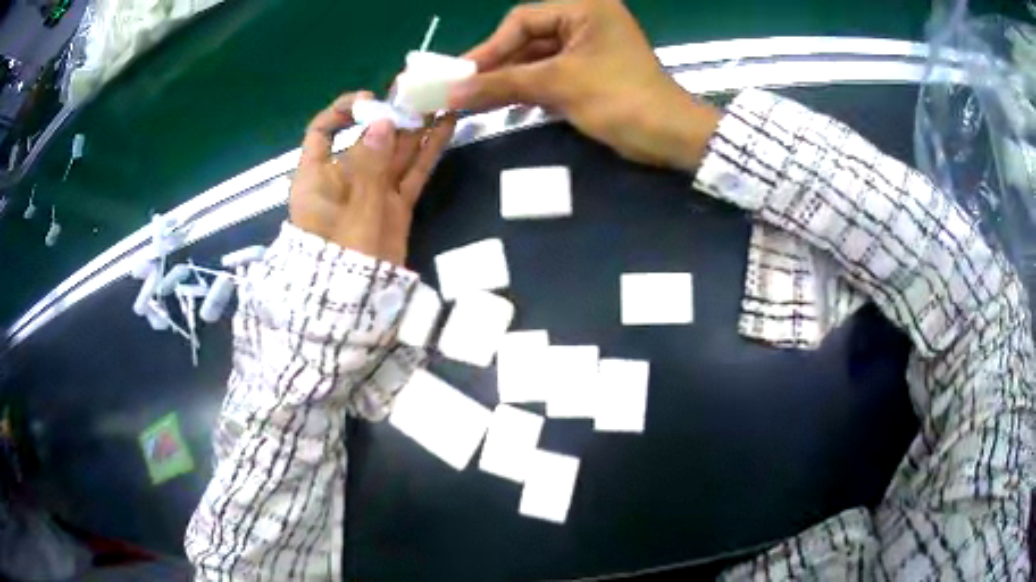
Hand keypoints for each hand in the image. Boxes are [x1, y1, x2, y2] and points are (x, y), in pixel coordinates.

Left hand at [290, 92, 455, 264]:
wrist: (356, 304)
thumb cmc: (341, 256)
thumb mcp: (353, 209)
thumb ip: (369, 165)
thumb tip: (382, 122)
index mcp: (318, 177)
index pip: (321, 133)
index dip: (342, 111)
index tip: (369, 101)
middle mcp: (345, 179)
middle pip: (367, 138)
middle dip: (392, 114)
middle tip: (418, 91)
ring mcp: (373, 192)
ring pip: (396, 152)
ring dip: (416, 128)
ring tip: (440, 101)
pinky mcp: (397, 205)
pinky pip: (413, 173)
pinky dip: (429, 152)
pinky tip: (446, 127)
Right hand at [448, 0, 720, 170]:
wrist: (670, 137)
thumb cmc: (620, 99)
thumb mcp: (558, 85)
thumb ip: (502, 84)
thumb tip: (451, 93)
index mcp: (583, 9)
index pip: (521, 21)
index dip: (490, 48)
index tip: (461, 75)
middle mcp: (585, 21)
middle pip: (527, 39)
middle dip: (498, 66)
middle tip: (464, 90)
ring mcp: (588, 46)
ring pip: (536, 59)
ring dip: (511, 80)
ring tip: (479, 102)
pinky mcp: (591, 70)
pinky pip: (550, 73)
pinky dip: (530, 89)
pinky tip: (507, 105)